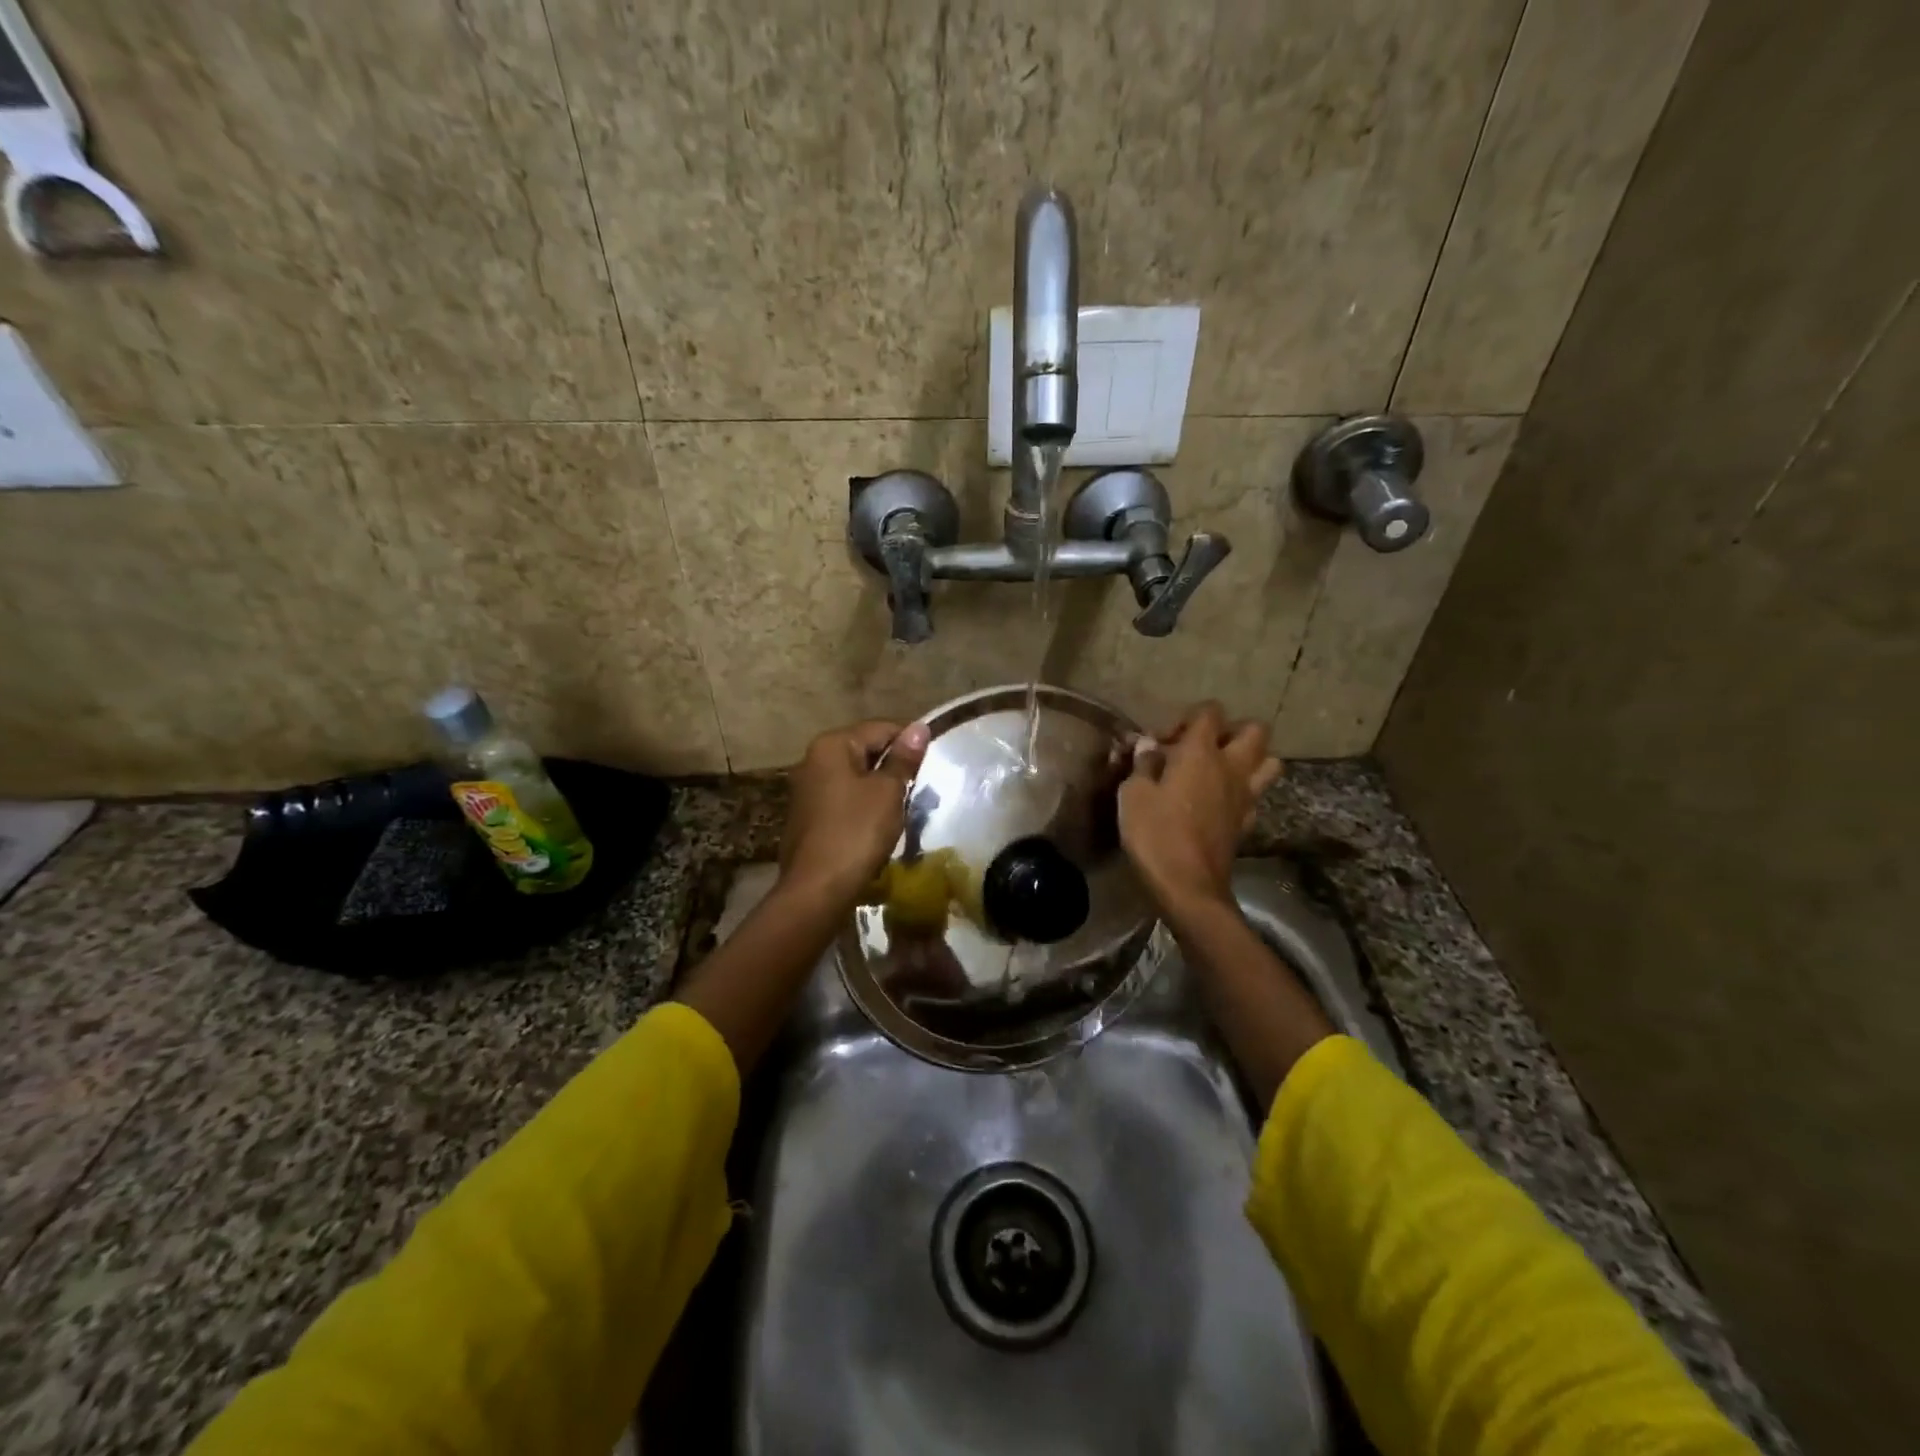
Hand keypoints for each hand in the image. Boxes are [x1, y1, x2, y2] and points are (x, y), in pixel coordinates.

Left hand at [779, 720, 930, 910]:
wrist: (817, 889)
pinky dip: (863, 805)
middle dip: (894, 765)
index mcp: (831, 745)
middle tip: (922, 786)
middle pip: (864, 750)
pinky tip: (880, 823)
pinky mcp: (807, 816)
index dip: (909, 741)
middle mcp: (812, 760)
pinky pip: (843, 799)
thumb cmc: (856, 832)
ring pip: (854, 776)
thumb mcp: (888, 792)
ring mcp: (807, 789)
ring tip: (905, 805)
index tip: (933, 761)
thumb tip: (919, 727)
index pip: (880, 728)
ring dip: (880, 787)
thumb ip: (903, 758)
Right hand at [1118, 703, 1280, 916]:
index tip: (1161, 742)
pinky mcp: (1247, 822)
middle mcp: (1230, 767)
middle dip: (1231, 731)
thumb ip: (1142, 764)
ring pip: (1269, 762)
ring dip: (1250, 759)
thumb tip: (1146, 745)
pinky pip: (1256, 795)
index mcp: (1201, 753)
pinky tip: (1220, 803)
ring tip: (1220, 770)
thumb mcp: (1134, 795)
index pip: (1209, 712)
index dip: (1186, 718)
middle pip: (1254, 730)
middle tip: (1201, 748)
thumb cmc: (1155, 834)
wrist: (1188, 886)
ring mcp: (1245, 796)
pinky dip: (1243, 792)